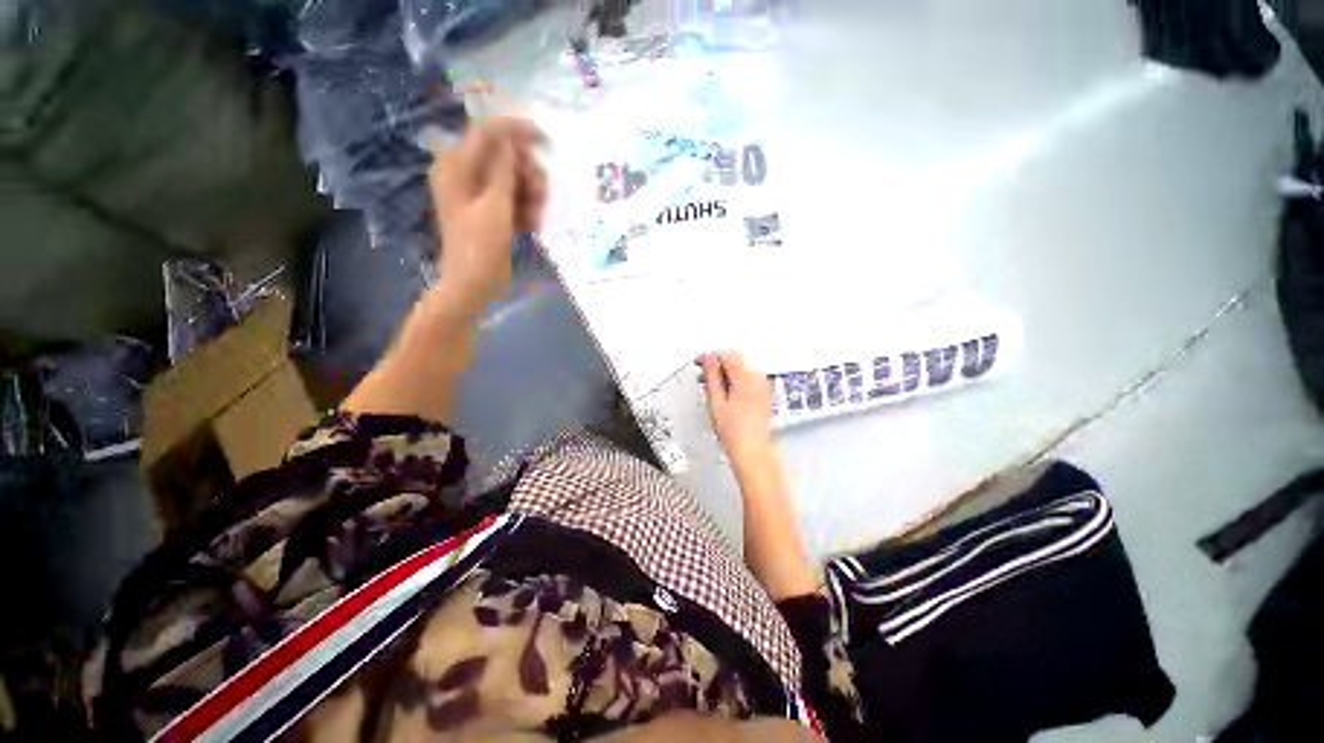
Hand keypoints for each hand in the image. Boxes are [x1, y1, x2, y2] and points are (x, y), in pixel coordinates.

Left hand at [429, 117, 547, 313]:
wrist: (473, 286)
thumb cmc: (481, 247)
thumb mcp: (495, 206)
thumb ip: (504, 170)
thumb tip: (512, 139)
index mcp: (457, 166)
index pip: (487, 132)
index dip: (516, 131)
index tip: (545, 140)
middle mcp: (464, 174)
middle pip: (503, 156)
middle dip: (527, 172)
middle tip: (542, 193)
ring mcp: (477, 194)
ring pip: (512, 179)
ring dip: (530, 194)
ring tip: (537, 216)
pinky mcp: (489, 212)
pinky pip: (512, 198)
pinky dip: (525, 208)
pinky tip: (532, 225)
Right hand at [700, 351, 775, 467]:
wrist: (752, 451)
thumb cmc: (735, 432)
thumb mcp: (715, 401)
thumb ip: (711, 376)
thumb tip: (708, 359)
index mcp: (746, 377)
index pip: (727, 354)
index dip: (710, 356)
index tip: (700, 362)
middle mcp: (758, 378)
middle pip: (736, 359)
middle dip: (718, 363)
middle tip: (703, 372)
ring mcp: (763, 386)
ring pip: (742, 368)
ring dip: (727, 372)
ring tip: (713, 385)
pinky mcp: (764, 394)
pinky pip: (748, 378)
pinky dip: (736, 380)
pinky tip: (726, 392)